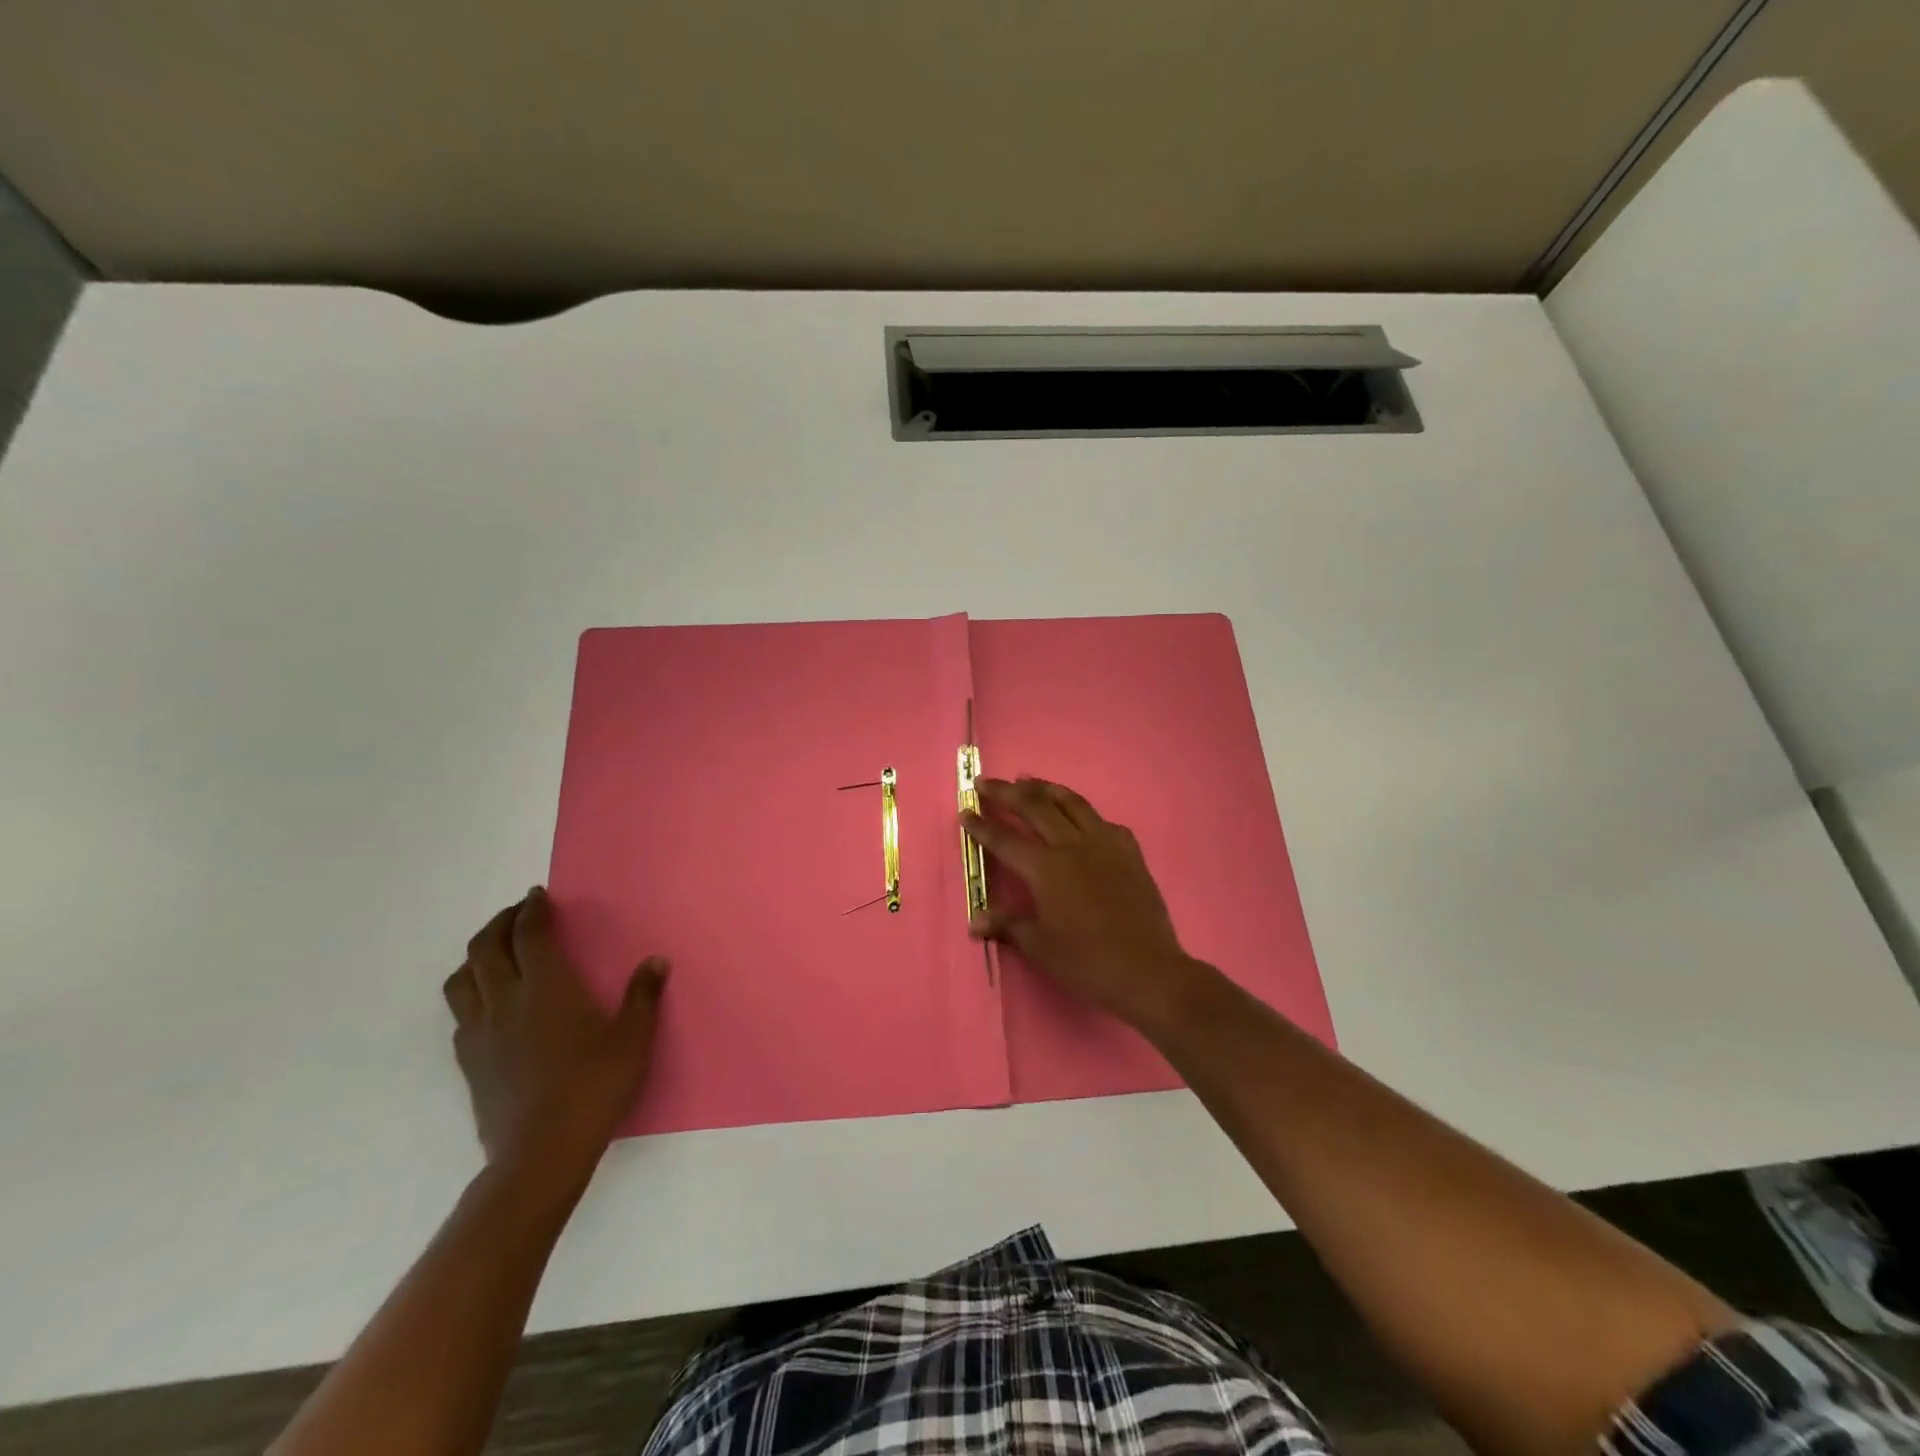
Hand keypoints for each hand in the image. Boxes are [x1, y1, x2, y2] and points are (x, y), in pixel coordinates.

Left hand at [442, 887, 667, 1179]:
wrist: (541, 1153)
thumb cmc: (595, 1087)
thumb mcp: (634, 1039)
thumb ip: (643, 996)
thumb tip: (655, 961)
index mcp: (547, 988)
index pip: (529, 935)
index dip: (531, 909)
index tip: (538, 895)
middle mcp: (506, 1001)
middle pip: (485, 948)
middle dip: (500, 923)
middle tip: (518, 913)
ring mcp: (481, 1033)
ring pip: (462, 980)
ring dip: (476, 956)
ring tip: (496, 952)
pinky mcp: (469, 1062)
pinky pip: (460, 1014)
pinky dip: (472, 994)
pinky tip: (491, 1004)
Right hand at [961, 777, 1208, 1031]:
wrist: (1148, 969)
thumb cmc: (1087, 962)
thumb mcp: (1040, 947)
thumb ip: (1007, 926)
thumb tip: (974, 921)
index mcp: (1046, 869)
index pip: (1005, 840)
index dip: (982, 826)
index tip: (964, 810)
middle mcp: (1072, 846)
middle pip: (1034, 807)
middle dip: (1006, 792)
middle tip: (986, 782)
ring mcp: (1104, 843)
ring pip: (1071, 803)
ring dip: (1045, 788)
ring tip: (1028, 780)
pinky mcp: (1129, 850)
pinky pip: (1102, 821)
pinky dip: (1083, 812)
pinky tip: (1079, 816)